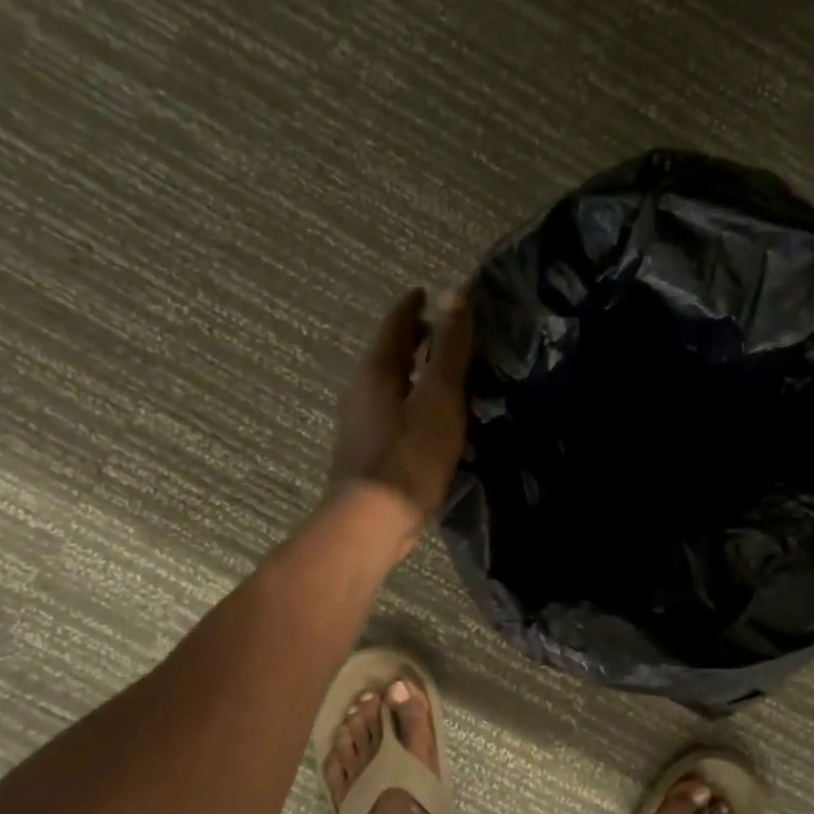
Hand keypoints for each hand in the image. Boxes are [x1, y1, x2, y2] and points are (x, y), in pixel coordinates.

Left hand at [326, 286, 474, 536]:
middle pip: (389, 353)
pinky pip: (393, 412)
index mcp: (377, 370)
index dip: (414, 306)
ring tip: (444, 374)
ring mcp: (360, 422)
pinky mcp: (367, 451)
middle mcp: (361, 390)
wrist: (372, 520)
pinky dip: (413, 402)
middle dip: (415, 339)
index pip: (396, 323)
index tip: (429, 293)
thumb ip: (449, 348)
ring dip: (414, 373)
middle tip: (444, 332)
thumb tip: (452, 295)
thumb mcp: (440, 397)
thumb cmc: (410, 455)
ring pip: (390, 384)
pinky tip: (432, 418)